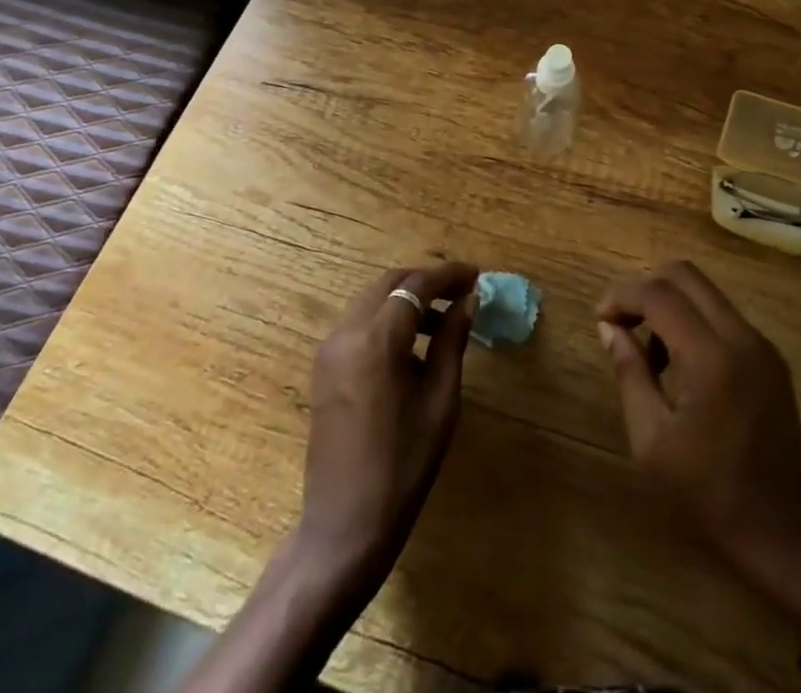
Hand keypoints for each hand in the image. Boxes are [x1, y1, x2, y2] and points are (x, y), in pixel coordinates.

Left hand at [296, 261, 477, 597]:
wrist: (345, 525)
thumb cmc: (403, 465)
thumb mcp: (440, 400)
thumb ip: (452, 341)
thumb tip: (468, 300)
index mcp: (376, 340)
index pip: (416, 285)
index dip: (448, 276)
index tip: (476, 276)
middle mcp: (346, 333)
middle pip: (390, 284)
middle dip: (426, 281)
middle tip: (462, 291)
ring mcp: (330, 349)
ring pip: (373, 300)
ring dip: (407, 299)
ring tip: (444, 320)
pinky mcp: (324, 367)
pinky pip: (360, 323)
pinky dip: (388, 319)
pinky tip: (413, 344)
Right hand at [597, 261, 800, 648]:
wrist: (783, 533)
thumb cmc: (708, 493)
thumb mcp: (652, 440)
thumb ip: (629, 373)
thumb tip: (609, 327)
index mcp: (712, 357)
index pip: (659, 295)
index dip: (622, 296)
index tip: (600, 318)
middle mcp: (741, 336)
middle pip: (685, 275)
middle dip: (645, 287)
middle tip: (621, 321)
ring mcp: (761, 344)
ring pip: (705, 291)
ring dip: (669, 303)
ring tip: (649, 351)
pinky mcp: (771, 356)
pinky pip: (722, 315)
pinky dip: (693, 320)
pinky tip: (680, 363)